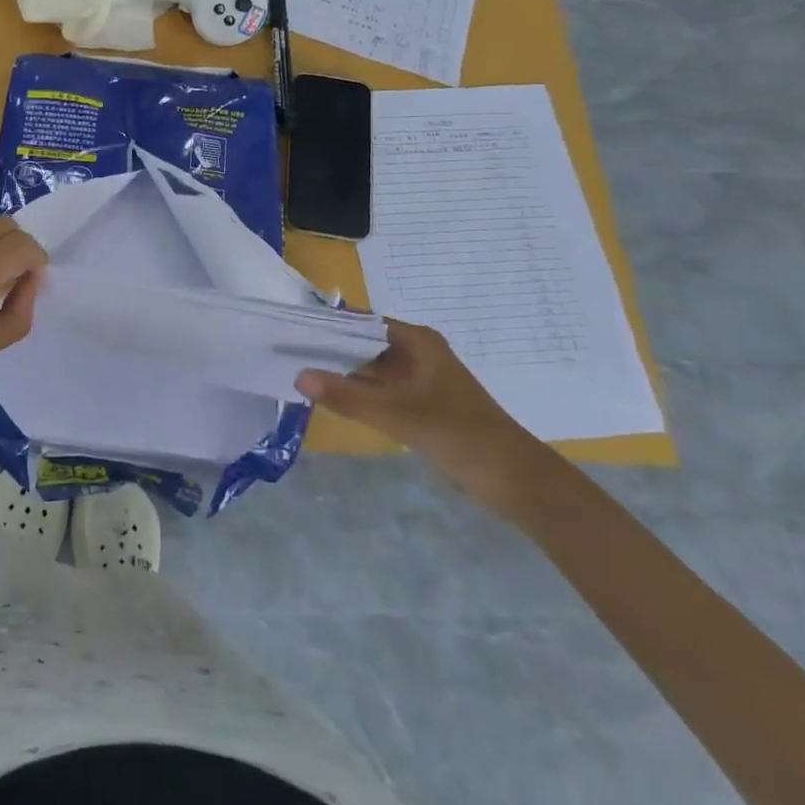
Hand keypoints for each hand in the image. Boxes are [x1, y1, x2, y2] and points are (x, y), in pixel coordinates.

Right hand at [295, 318, 548, 514]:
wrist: (518, 483)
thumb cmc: (461, 435)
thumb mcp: (399, 414)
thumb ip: (348, 396)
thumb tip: (298, 376)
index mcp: (418, 342)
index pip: (362, 321)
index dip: (328, 324)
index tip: (292, 330)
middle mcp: (417, 354)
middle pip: (364, 344)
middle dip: (330, 349)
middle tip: (286, 353)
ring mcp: (419, 381)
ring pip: (370, 369)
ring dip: (342, 373)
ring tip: (299, 373)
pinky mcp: (420, 407)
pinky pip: (380, 392)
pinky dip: (358, 394)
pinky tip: (330, 400)